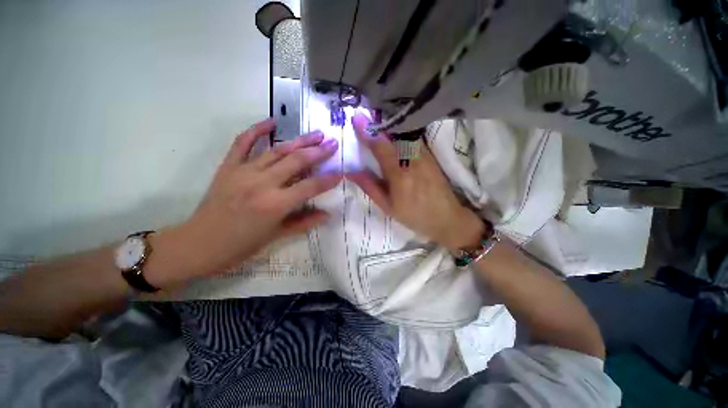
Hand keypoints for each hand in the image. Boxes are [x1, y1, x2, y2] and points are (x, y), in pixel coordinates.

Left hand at [151, 118, 341, 285]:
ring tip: (316, 134)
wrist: (198, 244)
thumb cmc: (240, 246)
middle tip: (333, 143)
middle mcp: (262, 184)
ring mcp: (243, 172)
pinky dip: (257, 130)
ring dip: (299, 141)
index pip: (310, 187)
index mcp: (275, 205)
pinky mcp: (228, 167)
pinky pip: (242, 143)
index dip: (328, 179)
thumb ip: (305, 222)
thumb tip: (328, 214)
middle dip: (318, 152)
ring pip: (277, 150)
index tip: (341, 172)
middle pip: (296, 162)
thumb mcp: (276, 237)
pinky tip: (272, 121)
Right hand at [347, 114, 484, 251]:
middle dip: (377, 122)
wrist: (446, 217)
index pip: (381, 147)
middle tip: (363, 114)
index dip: (368, 132)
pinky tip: (393, 131)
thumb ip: (370, 187)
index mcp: (399, 176)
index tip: (356, 117)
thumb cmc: (414, 215)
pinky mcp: (430, 154)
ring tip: (375, 120)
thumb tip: (350, 172)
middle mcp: (412, 161)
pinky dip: (400, 131)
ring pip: (404, 133)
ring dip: (388, 125)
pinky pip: (412, 138)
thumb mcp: (388, 206)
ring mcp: (423, 155)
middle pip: (393, 134)